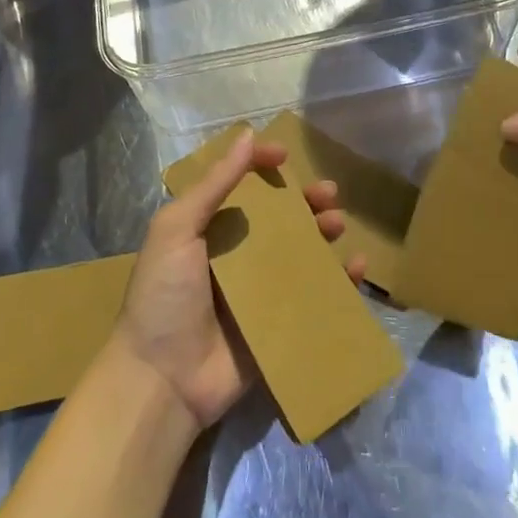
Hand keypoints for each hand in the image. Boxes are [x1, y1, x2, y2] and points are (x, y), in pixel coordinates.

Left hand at [115, 129, 366, 430]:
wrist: (163, 380)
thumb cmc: (164, 296)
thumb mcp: (176, 229)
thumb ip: (213, 185)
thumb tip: (247, 136)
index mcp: (208, 229)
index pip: (240, 186)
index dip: (261, 166)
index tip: (285, 157)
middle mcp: (236, 254)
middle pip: (278, 217)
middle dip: (304, 200)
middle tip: (328, 193)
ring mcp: (259, 290)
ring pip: (300, 252)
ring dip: (322, 233)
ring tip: (336, 224)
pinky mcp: (278, 323)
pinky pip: (314, 295)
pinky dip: (338, 280)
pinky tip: (354, 267)